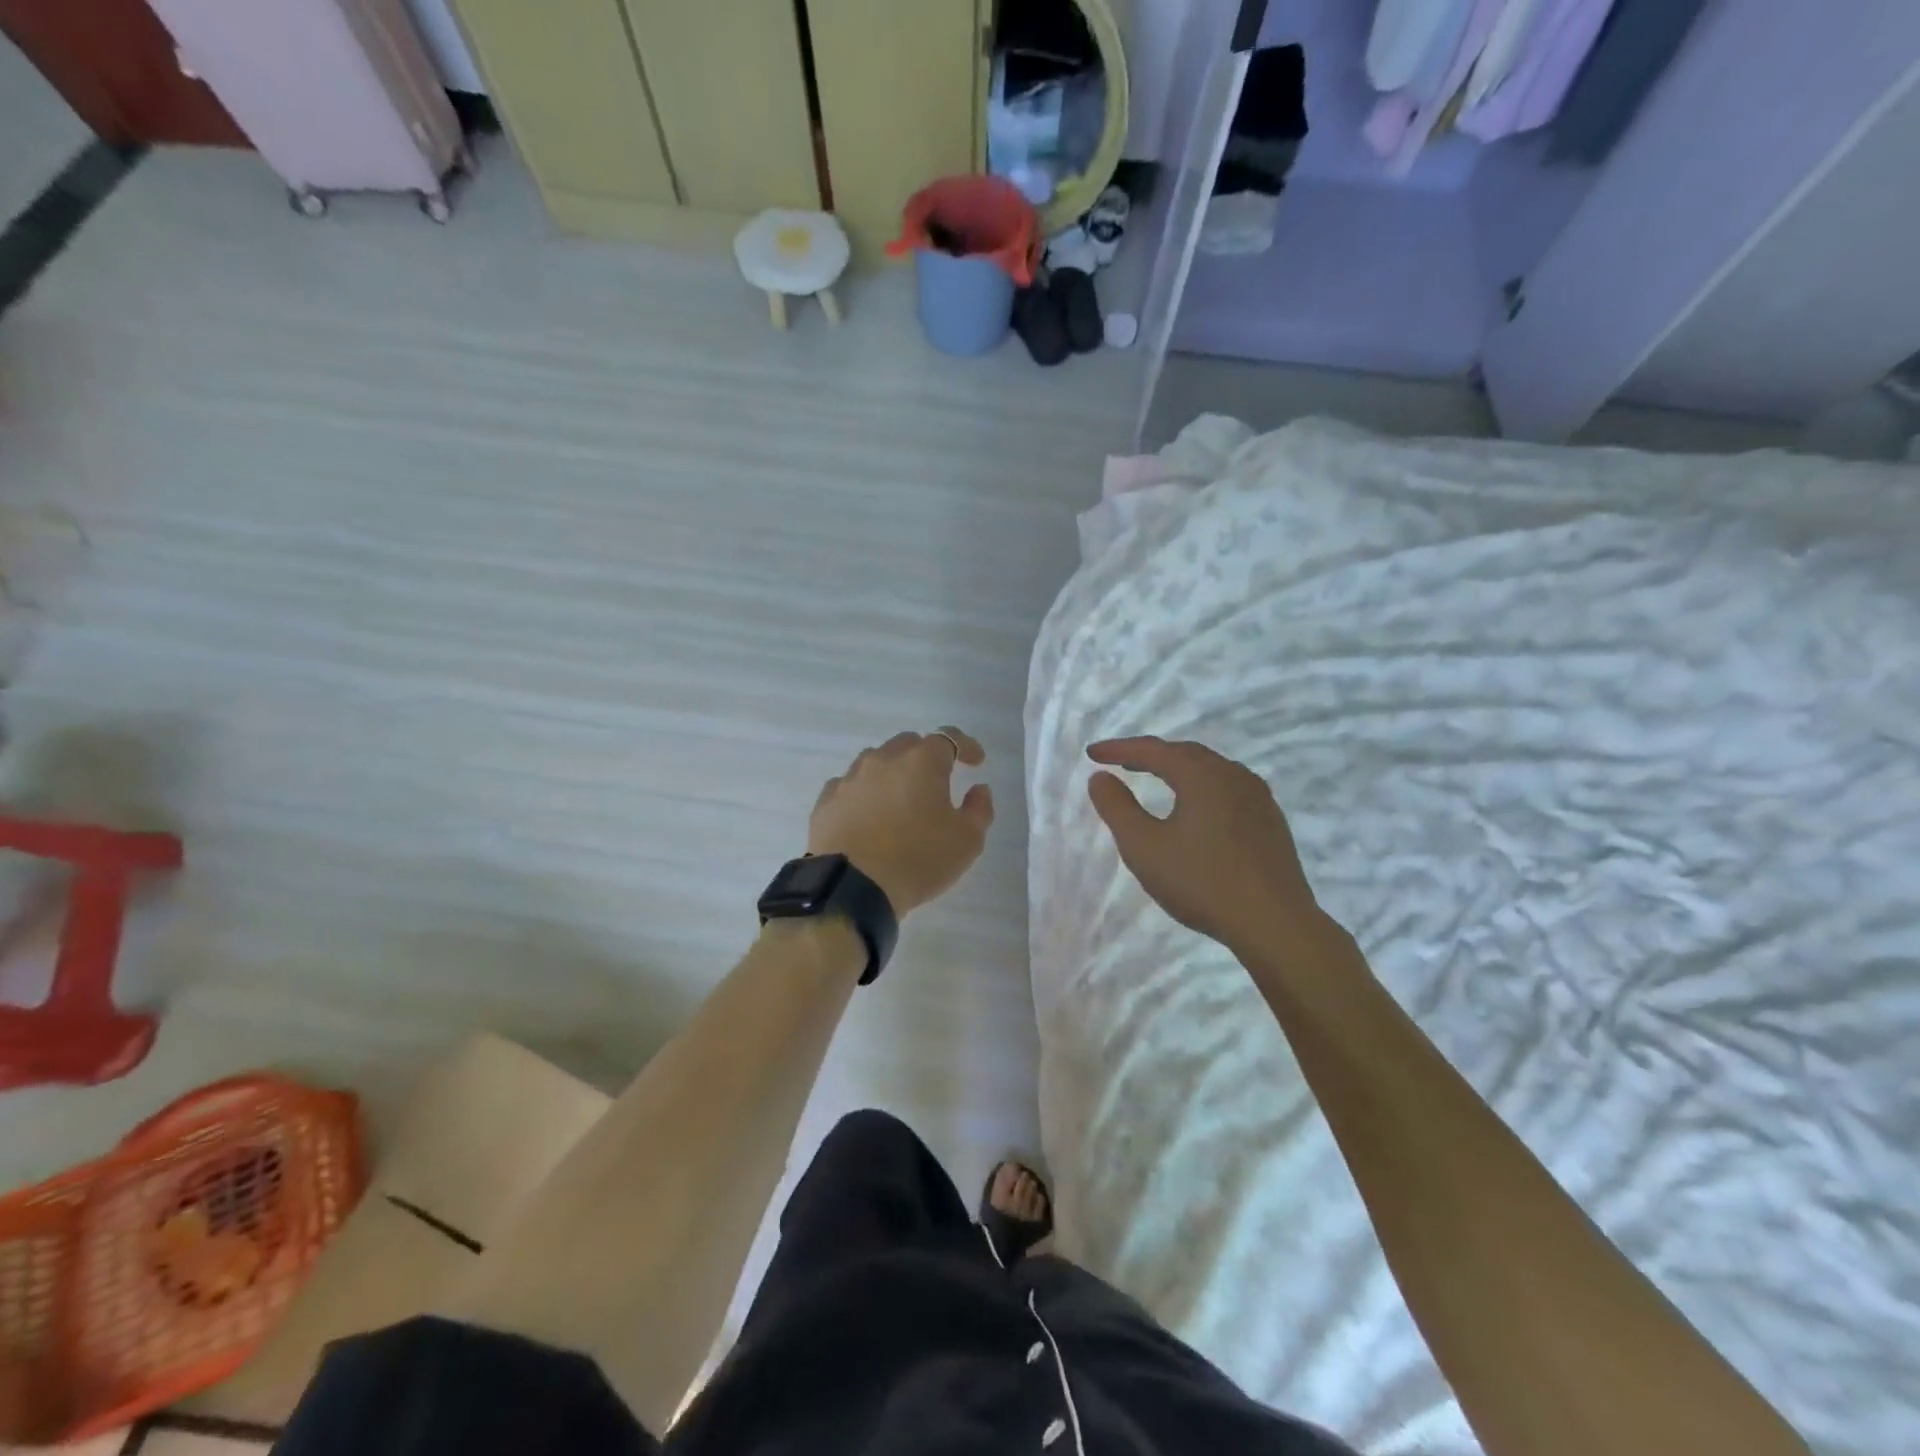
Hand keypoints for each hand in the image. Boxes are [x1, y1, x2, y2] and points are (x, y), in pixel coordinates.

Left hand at [809, 728, 994, 914]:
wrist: (852, 888)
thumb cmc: (918, 860)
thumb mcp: (967, 841)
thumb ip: (979, 809)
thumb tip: (978, 789)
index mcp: (922, 762)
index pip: (949, 738)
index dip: (966, 746)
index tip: (976, 761)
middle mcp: (884, 760)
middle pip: (909, 744)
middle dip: (926, 756)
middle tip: (936, 782)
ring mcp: (850, 778)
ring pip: (876, 761)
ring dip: (892, 772)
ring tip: (900, 799)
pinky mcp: (826, 801)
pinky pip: (850, 786)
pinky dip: (864, 793)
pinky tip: (868, 814)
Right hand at [1086, 737, 1318, 954]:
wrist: (1274, 924)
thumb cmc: (1201, 882)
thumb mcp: (1144, 847)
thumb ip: (1117, 808)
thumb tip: (1100, 777)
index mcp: (1202, 775)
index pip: (1153, 750)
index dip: (1119, 749)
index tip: (1092, 754)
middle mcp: (1232, 775)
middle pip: (1185, 753)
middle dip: (1150, 754)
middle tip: (1122, 762)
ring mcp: (1258, 797)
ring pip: (1210, 769)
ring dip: (1178, 768)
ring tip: (1155, 778)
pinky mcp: (1270, 820)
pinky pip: (1228, 788)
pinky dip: (1201, 786)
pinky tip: (1196, 807)